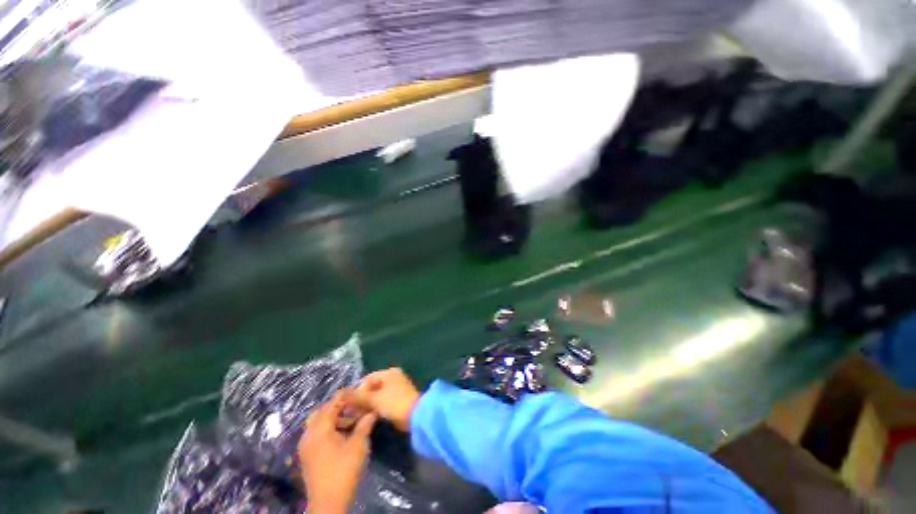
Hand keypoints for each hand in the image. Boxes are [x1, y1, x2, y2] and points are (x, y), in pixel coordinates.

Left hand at [299, 390, 377, 513]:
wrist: (328, 502)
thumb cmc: (344, 470)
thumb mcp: (359, 444)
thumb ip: (365, 424)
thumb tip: (373, 411)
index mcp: (320, 429)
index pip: (332, 403)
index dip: (345, 395)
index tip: (358, 390)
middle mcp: (309, 434)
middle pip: (320, 411)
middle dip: (336, 406)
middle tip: (352, 406)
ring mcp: (305, 446)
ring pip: (317, 423)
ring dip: (332, 418)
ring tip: (349, 422)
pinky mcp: (307, 456)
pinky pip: (315, 434)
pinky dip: (327, 429)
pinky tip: (340, 435)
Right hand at [352, 368, 420, 431]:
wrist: (414, 415)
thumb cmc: (394, 402)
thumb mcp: (374, 399)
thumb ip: (359, 396)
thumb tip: (343, 393)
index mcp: (389, 373)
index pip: (368, 378)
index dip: (357, 390)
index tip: (347, 403)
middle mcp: (393, 378)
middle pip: (372, 387)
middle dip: (361, 398)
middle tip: (350, 411)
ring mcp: (396, 389)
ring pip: (377, 396)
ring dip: (367, 404)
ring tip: (356, 416)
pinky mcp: (398, 400)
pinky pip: (382, 402)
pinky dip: (375, 408)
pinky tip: (367, 416)